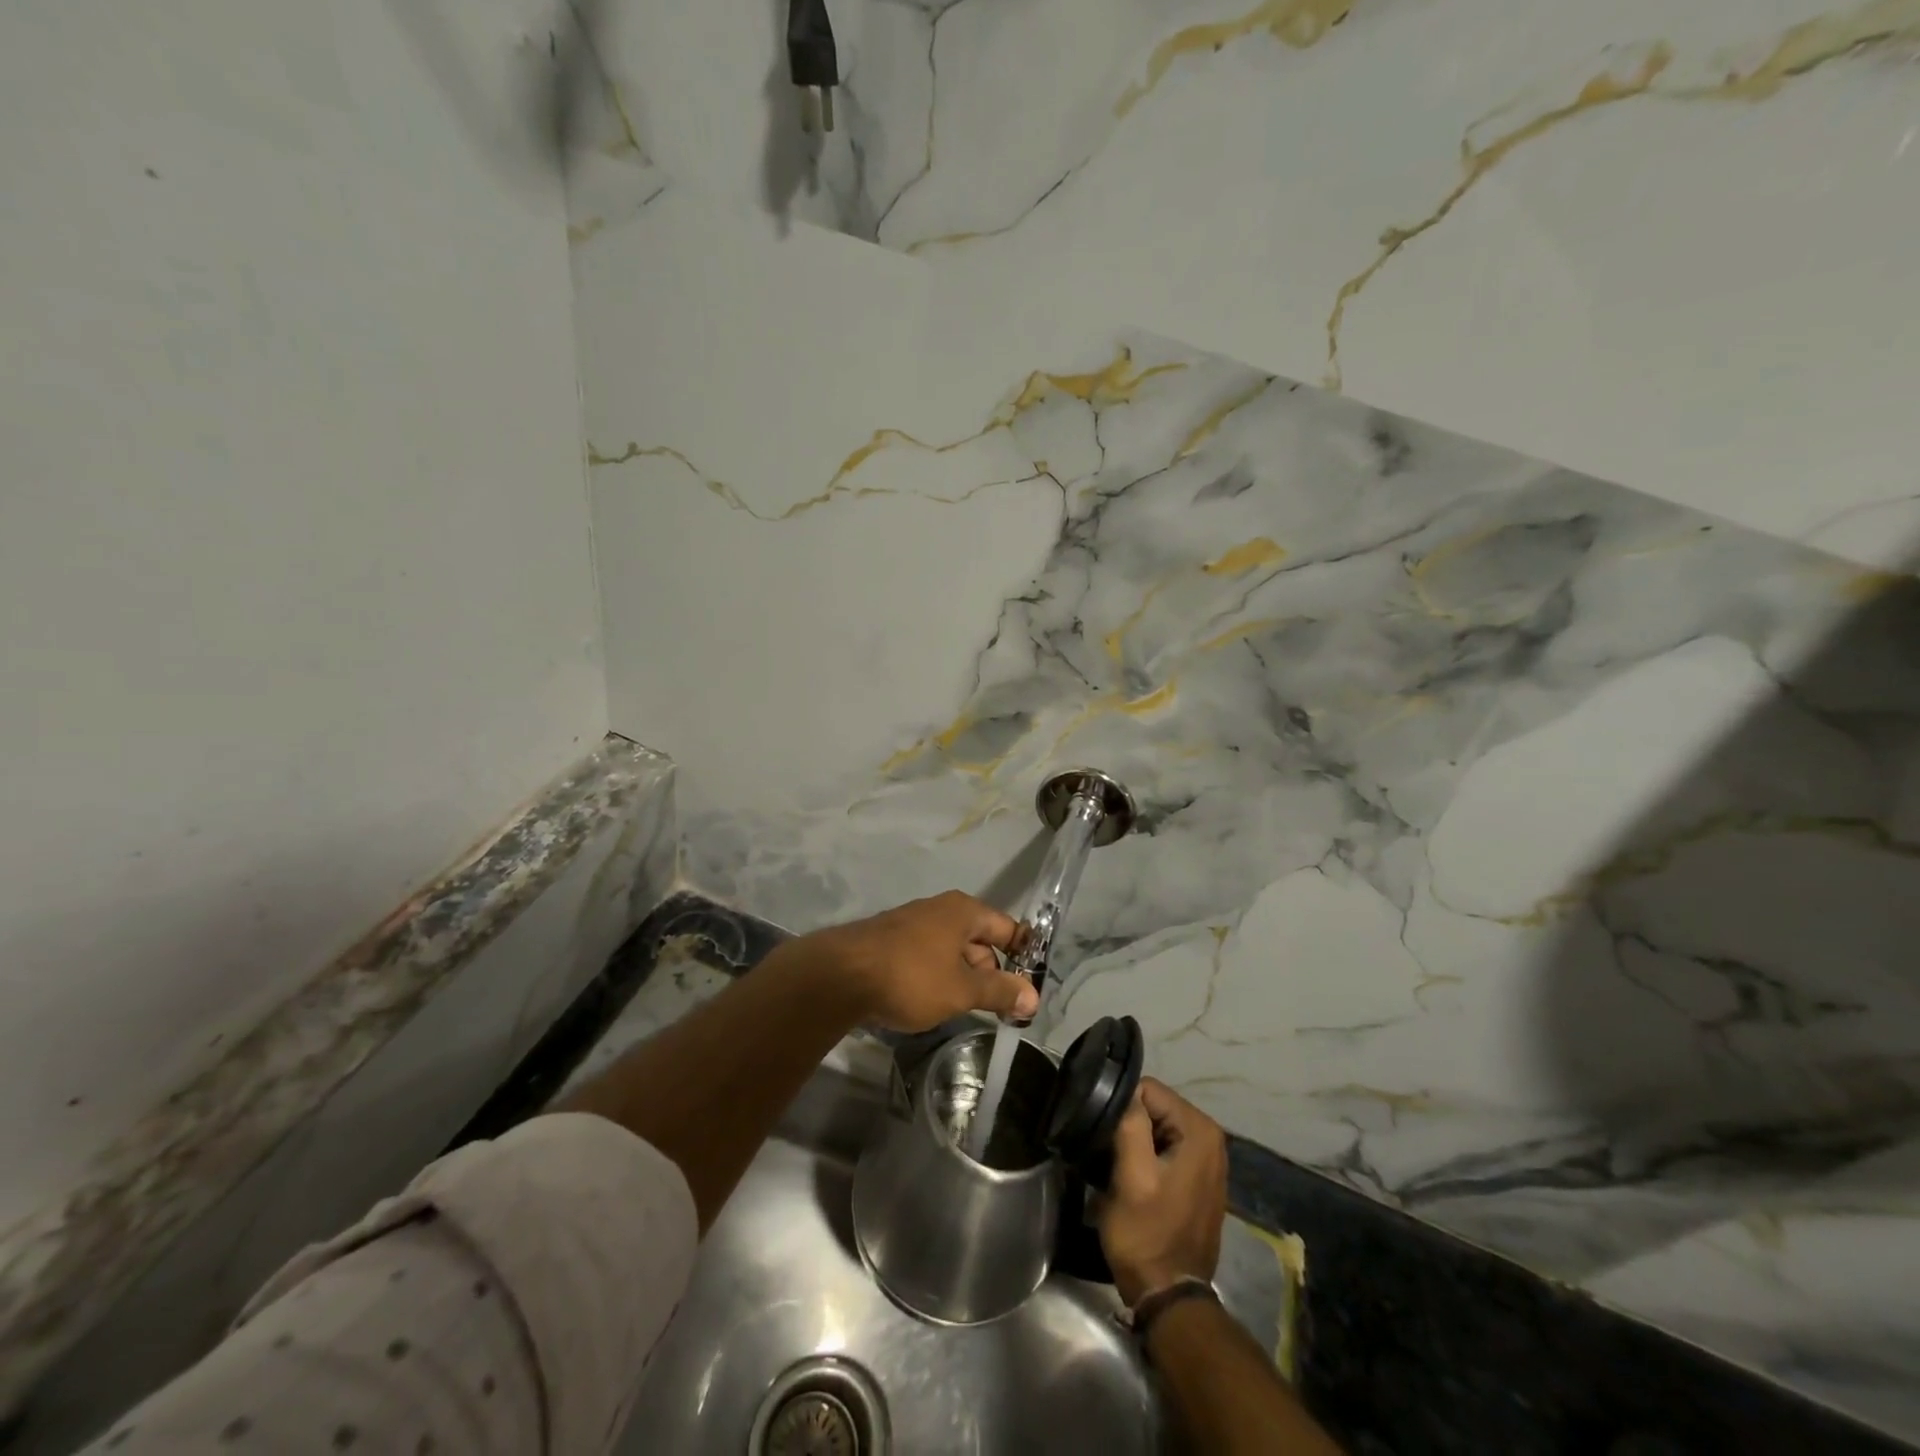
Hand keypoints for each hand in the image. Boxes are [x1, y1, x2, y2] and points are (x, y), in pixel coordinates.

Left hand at [802, 890, 1035, 1031]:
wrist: (840, 975)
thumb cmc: (911, 977)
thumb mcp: (961, 989)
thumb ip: (999, 992)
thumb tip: (1033, 997)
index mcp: (963, 911)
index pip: (1007, 928)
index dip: (1023, 955)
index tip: (1031, 987)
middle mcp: (939, 909)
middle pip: (979, 939)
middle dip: (991, 973)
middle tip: (999, 1009)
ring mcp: (912, 923)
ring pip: (951, 950)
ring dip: (962, 977)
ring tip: (965, 1008)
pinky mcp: (890, 941)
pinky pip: (927, 956)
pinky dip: (937, 976)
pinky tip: (930, 1001)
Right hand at [1098, 1078, 1227, 1306]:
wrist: (1168, 1295)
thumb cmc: (1147, 1234)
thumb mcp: (1131, 1176)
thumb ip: (1131, 1124)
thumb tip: (1125, 1092)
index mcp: (1199, 1130)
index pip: (1148, 1090)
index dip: (1122, 1110)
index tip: (1108, 1140)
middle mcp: (1211, 1137)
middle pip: (1154, 1107)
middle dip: (1129, 1126)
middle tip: (1111, 1157)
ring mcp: (1208, 1158)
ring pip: (1156, 1127)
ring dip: (1135, 1143)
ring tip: (1118, 1170)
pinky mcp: (1199, 1177)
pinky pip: (1165, 1147)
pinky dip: (1146, 1158)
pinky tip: (1134, 1180)